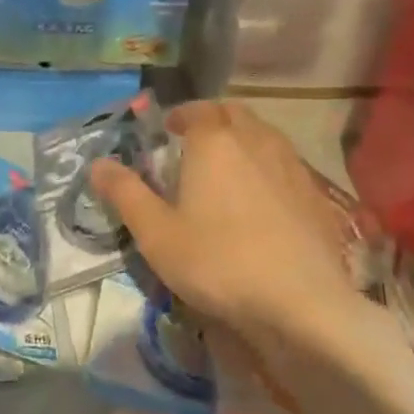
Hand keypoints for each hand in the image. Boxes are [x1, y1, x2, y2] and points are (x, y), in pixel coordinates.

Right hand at [90, 100, 396, 366]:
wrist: (301, 304)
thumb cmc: (217, 262)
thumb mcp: (156, 233)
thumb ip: (125, 193)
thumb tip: (97, 164)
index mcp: (214, 142)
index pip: (196, 110)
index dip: (180, 115)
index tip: (167, 129)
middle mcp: (256, 141)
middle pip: (234, 113)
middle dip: (213, 120)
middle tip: (195, 142)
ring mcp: (292, 166)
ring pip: (264, 136)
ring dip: (243, 140)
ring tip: (227, 168)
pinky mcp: (317, 195)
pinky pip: (287, 165)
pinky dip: (269, 168)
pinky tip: (263, 200)